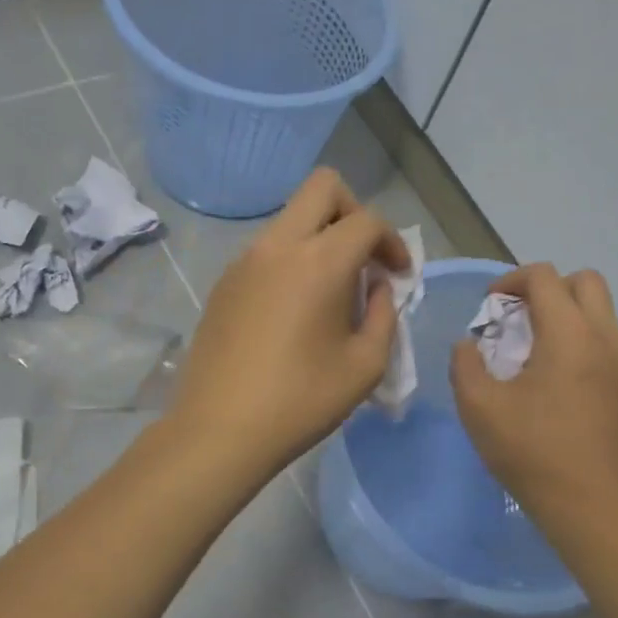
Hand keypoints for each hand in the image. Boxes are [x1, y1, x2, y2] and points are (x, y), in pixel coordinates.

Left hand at [168, 168, 408, 479]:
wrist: (219, 430)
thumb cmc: (302, 401)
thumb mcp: (366, 365)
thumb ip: (385, 314)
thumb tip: (377, 286)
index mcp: (319, 262)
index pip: (367, 220)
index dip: (393, 242)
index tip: (398, 276)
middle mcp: (278, 246)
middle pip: (322, 187)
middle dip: (354, 211)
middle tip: (363, 258)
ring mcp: (244, 261)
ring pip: (291, 218)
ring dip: (320, 238)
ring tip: (331, 293)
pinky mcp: (224, 283)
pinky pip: (267, 250)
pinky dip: (291, 261)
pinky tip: (293, 312)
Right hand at [450, 263, 617, 533]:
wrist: (596, 509)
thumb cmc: (534, 453)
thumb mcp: (479, 408)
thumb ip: (465, 365)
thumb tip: (469, 345)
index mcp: (569, 333)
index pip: (543, 276)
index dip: (510, 281)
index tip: (489, 306)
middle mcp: (605, 337)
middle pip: (585, 281)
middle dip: (548, 288)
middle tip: (518, 318)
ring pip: (601, 313)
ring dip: (567, 315)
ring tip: (535, 351)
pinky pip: (608, 344)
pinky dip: (582, 342)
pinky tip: (558, 383)